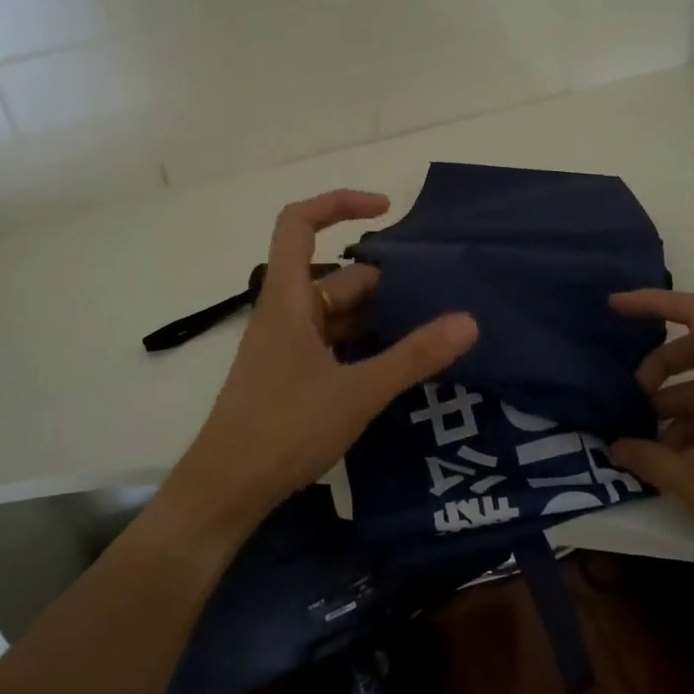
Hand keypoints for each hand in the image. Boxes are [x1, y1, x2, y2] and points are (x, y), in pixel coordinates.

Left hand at [162, 190, 478, 541]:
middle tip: (436, 296)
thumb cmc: (283, 429)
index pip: (299, 224)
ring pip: (337, 313)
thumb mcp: (357, 392)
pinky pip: (333, 344)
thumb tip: (468, 321)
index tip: (386, 208)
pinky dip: (365, 345)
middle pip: (335, 275)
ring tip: (429, 331)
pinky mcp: (292, 376)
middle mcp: (286, 314)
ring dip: (378, 317)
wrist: (225, 491)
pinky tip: (398, 365)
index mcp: (288, 299)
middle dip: (384, 280)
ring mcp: (287, 347)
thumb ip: (413, 356)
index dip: (338, 202)